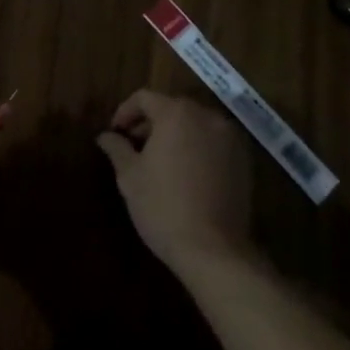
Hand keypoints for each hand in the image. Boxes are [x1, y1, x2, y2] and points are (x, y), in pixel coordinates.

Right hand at [96, 90, 253, 277]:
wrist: (214, 251)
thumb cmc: (163, 207)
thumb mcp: (130, 176)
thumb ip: (117, 148)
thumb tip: (105, 136)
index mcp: (176, 113)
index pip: (144, 98)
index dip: (125, 112)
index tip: (115, 132)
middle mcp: (206, 116)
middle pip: (172, 108)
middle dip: (150, 123)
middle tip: (134, 146)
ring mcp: (229, 137)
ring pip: (195, 124)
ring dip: (175, 134)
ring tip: (160, 161)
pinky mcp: (244, 160)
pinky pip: (214, 142)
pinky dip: (198, 148)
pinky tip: (186, 173)